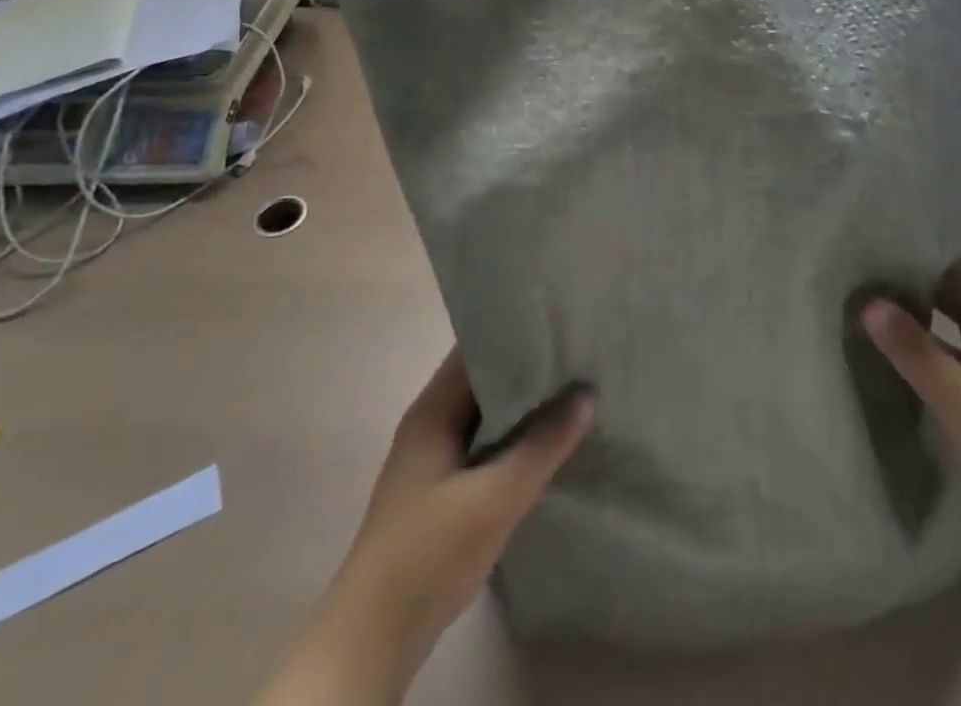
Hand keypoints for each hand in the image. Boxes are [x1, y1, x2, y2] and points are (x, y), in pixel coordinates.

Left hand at [256, 348, 591, 705]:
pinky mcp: (443, 492)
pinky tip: (549, 445)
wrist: (374, 639)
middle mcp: (431, 424)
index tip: (559, 321)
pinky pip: (486, 446)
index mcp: (432, 410)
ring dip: (524, 406)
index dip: (514, 330)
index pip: (475, 347)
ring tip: (574, 391)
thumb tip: (586, 394)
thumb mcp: (494, 498)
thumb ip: (542, 445)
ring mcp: (434, 460)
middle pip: (484, 380)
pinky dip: (515, 438)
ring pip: (487, 416)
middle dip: (528, 368)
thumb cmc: (428, 552)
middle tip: (579, 354)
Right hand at [862, 246, 960, 588]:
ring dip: (912, 318)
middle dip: (915, 278)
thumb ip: (914, 348)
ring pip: (944, 332)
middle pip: (953, 297)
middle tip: (864, 263)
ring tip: (863, 302)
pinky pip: (939, 366)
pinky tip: (882, 358)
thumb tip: (868, 302)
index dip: (936, 245)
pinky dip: (914, 355)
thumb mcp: (959, 395)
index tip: (891, 229)